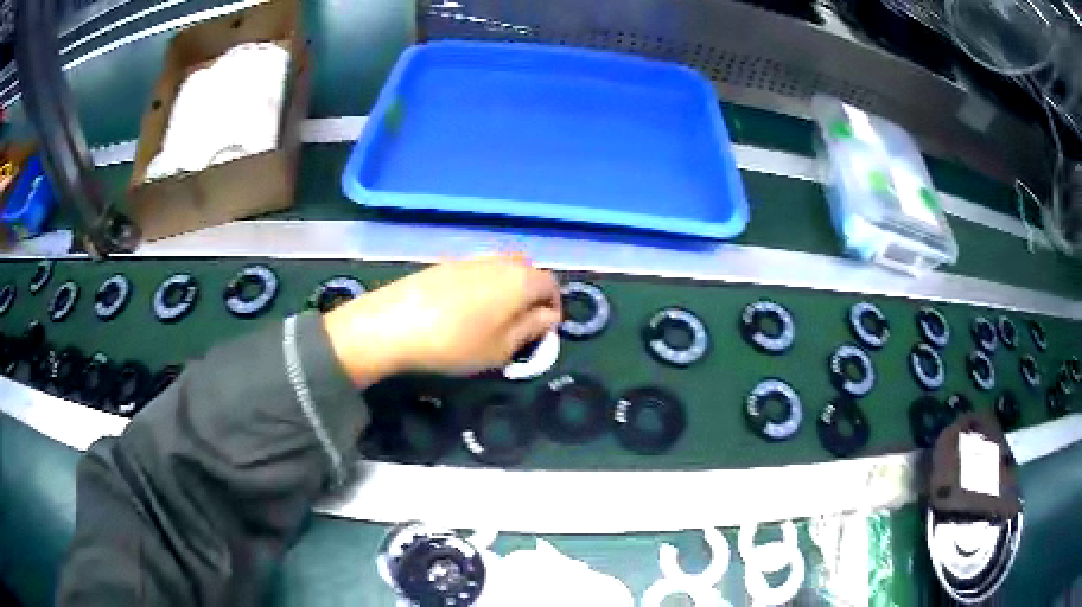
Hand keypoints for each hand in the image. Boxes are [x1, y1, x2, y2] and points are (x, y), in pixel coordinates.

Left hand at [323, 253, 561, 385]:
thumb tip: (548, 316)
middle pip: (528, 272)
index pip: (552, 285)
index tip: (542, 332)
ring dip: (505, 291)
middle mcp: (500, 260)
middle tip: (518, 325)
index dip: (553, 308)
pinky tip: (463, 310)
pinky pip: (477, 272)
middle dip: (530, 296)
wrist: (393, 323)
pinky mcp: (445, 263)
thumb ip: (533, 329)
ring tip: (490, 319)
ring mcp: (470, 258)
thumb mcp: (503, 349)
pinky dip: (481, 287)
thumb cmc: (456, 343)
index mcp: (522, 279)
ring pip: (501, 270)